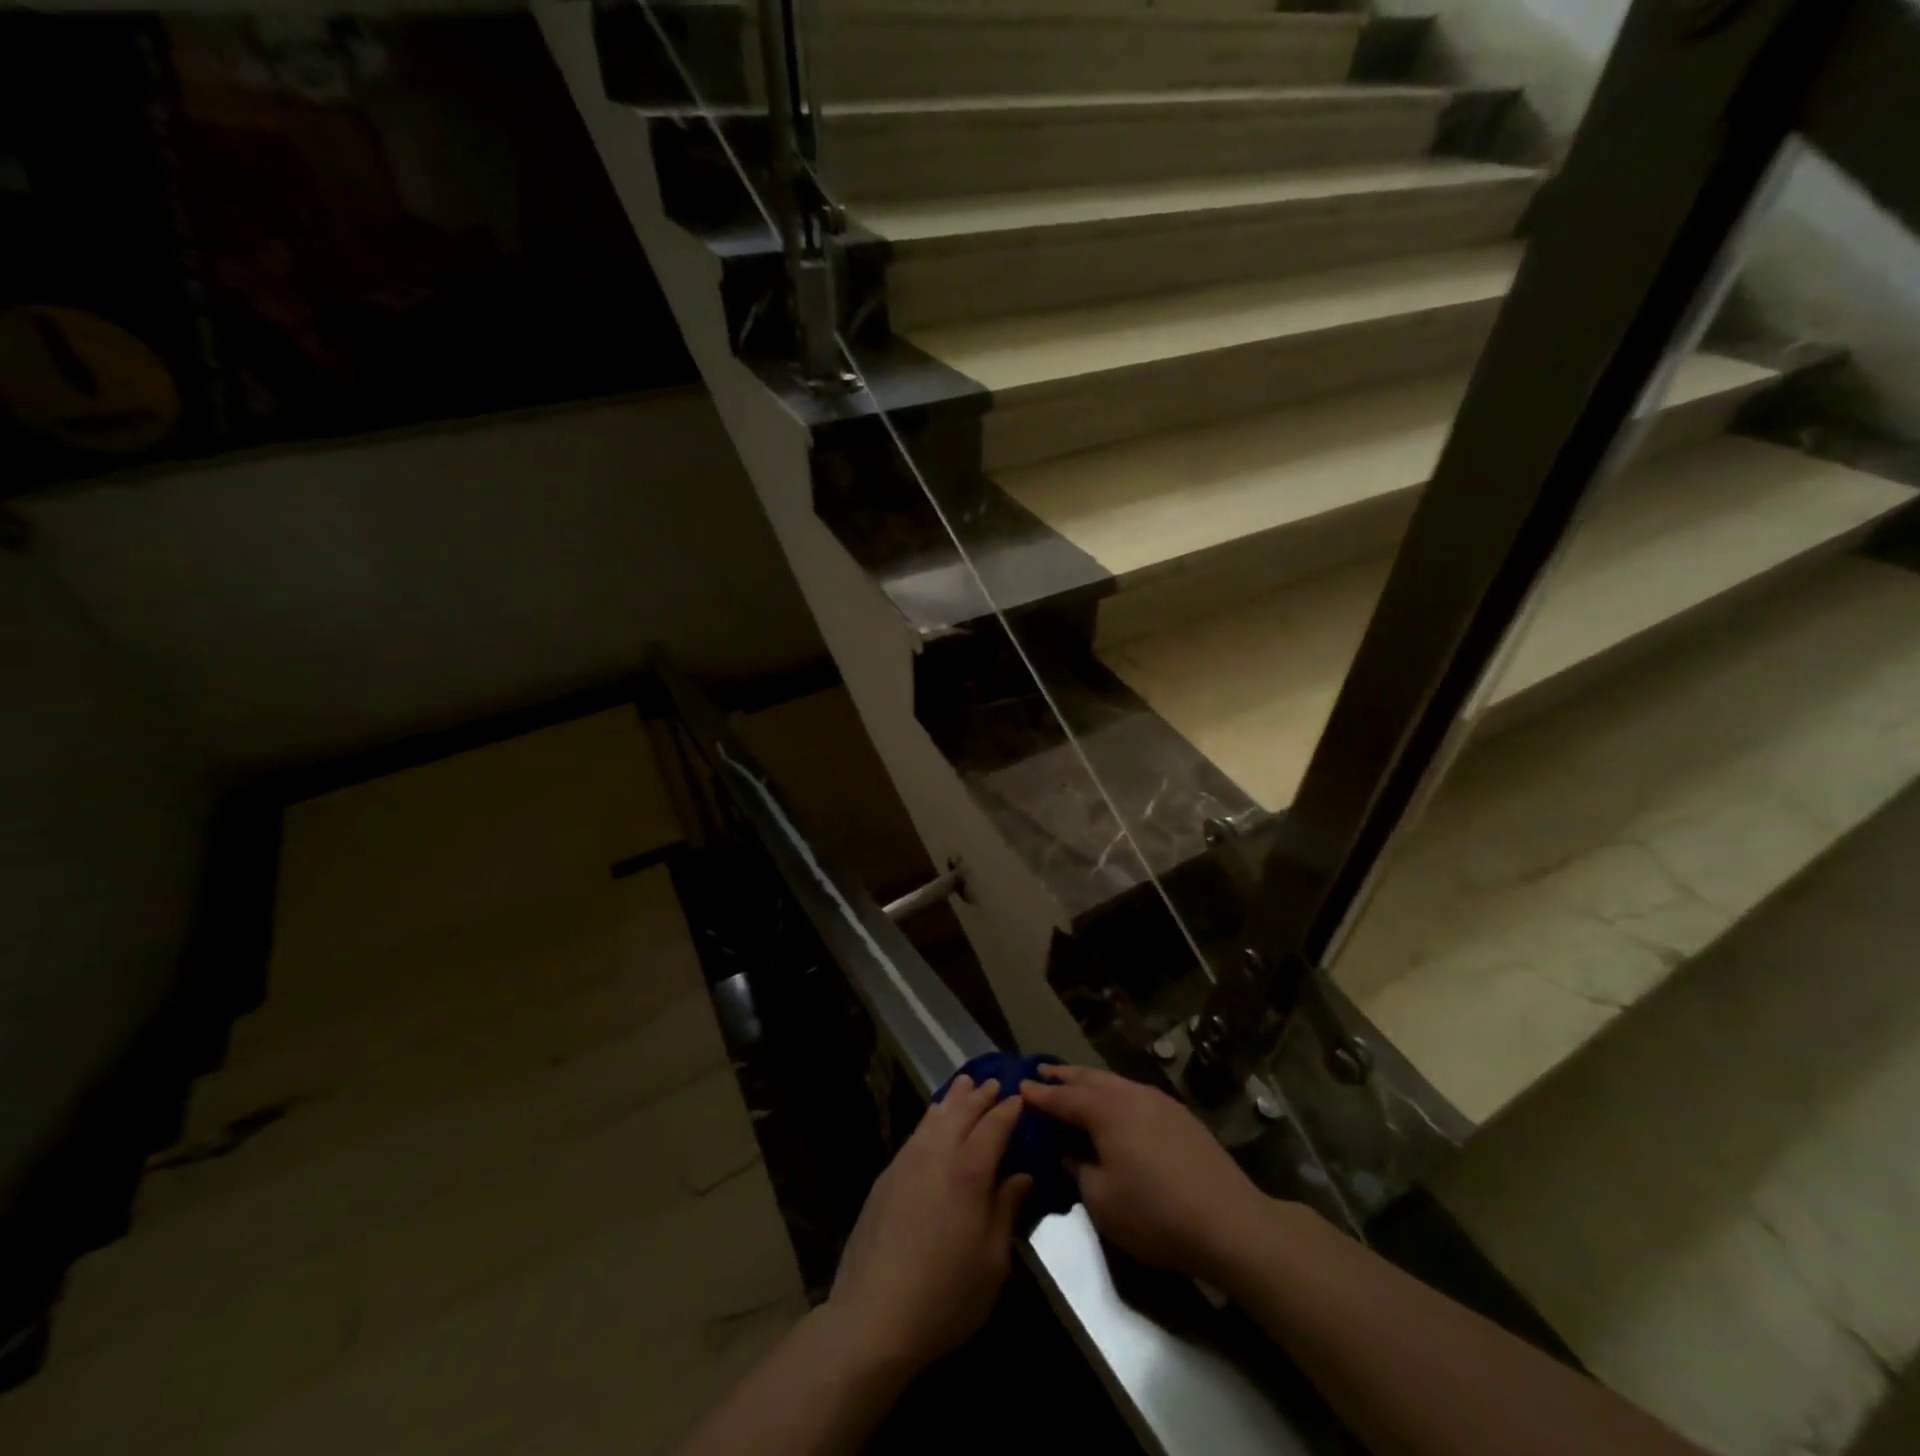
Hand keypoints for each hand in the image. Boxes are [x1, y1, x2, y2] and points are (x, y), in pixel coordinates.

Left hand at [826, 1075, 1031, 1374]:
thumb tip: (1021, 1177)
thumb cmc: (945, 1296)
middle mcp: (937, 1155)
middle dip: (981, 1096)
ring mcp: (907, 1162)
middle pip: (962, 1112)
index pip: (994, 1126)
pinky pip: (915, 1133)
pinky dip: (931, 1118)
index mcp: (969, 1172)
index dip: (1009, 1110)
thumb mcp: (992, 1262)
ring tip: (965, 1084)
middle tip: (995, 1083)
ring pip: (934, 1117)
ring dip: (953, 1099)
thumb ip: (1007, 1210)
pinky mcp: (886, 1176)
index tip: (1021, 1097)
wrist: (873, 1317)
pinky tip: (933, 1120)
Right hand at [1021, 1064, 1276, 1285]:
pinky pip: (1135, 1093)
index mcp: (1105, 1110)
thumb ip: (1078, 1170)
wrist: (1230, 1222)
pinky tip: (1115, 1106)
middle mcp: (1130, 1094)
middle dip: (1063, 1076)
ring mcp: (1158, 1101)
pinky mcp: (1180, 1115)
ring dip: (1090, 1082)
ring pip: (1114, 1082)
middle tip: (1041, 1071)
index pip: (1063, 1097)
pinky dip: (1114, 1094)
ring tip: (1074, 1084)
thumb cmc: (1155, 1214)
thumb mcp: (1102, 1201)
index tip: (1019, 1085)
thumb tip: (1068, 1153)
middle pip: (1089, 1079)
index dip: (1039, 1093)